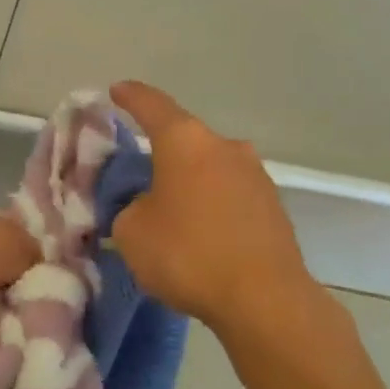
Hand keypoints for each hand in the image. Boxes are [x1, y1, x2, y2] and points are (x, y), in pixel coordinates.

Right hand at [110, 82, 308, 330]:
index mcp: (185, 141)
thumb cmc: (187, 254)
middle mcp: (225, 146)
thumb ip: (129, 208)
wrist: (264, 298)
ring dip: (190, 182)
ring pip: (210, 168)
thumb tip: (144, 206)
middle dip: (161, 154)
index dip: (130, 97)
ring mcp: (255, 174)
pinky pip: (230, 195)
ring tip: (171, 212)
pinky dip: (212, 205)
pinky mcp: (273, 206)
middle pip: (185, 140)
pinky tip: (201, 233)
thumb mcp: (132, 232)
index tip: (117, 90)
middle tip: (139, 176)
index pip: (151, 105)